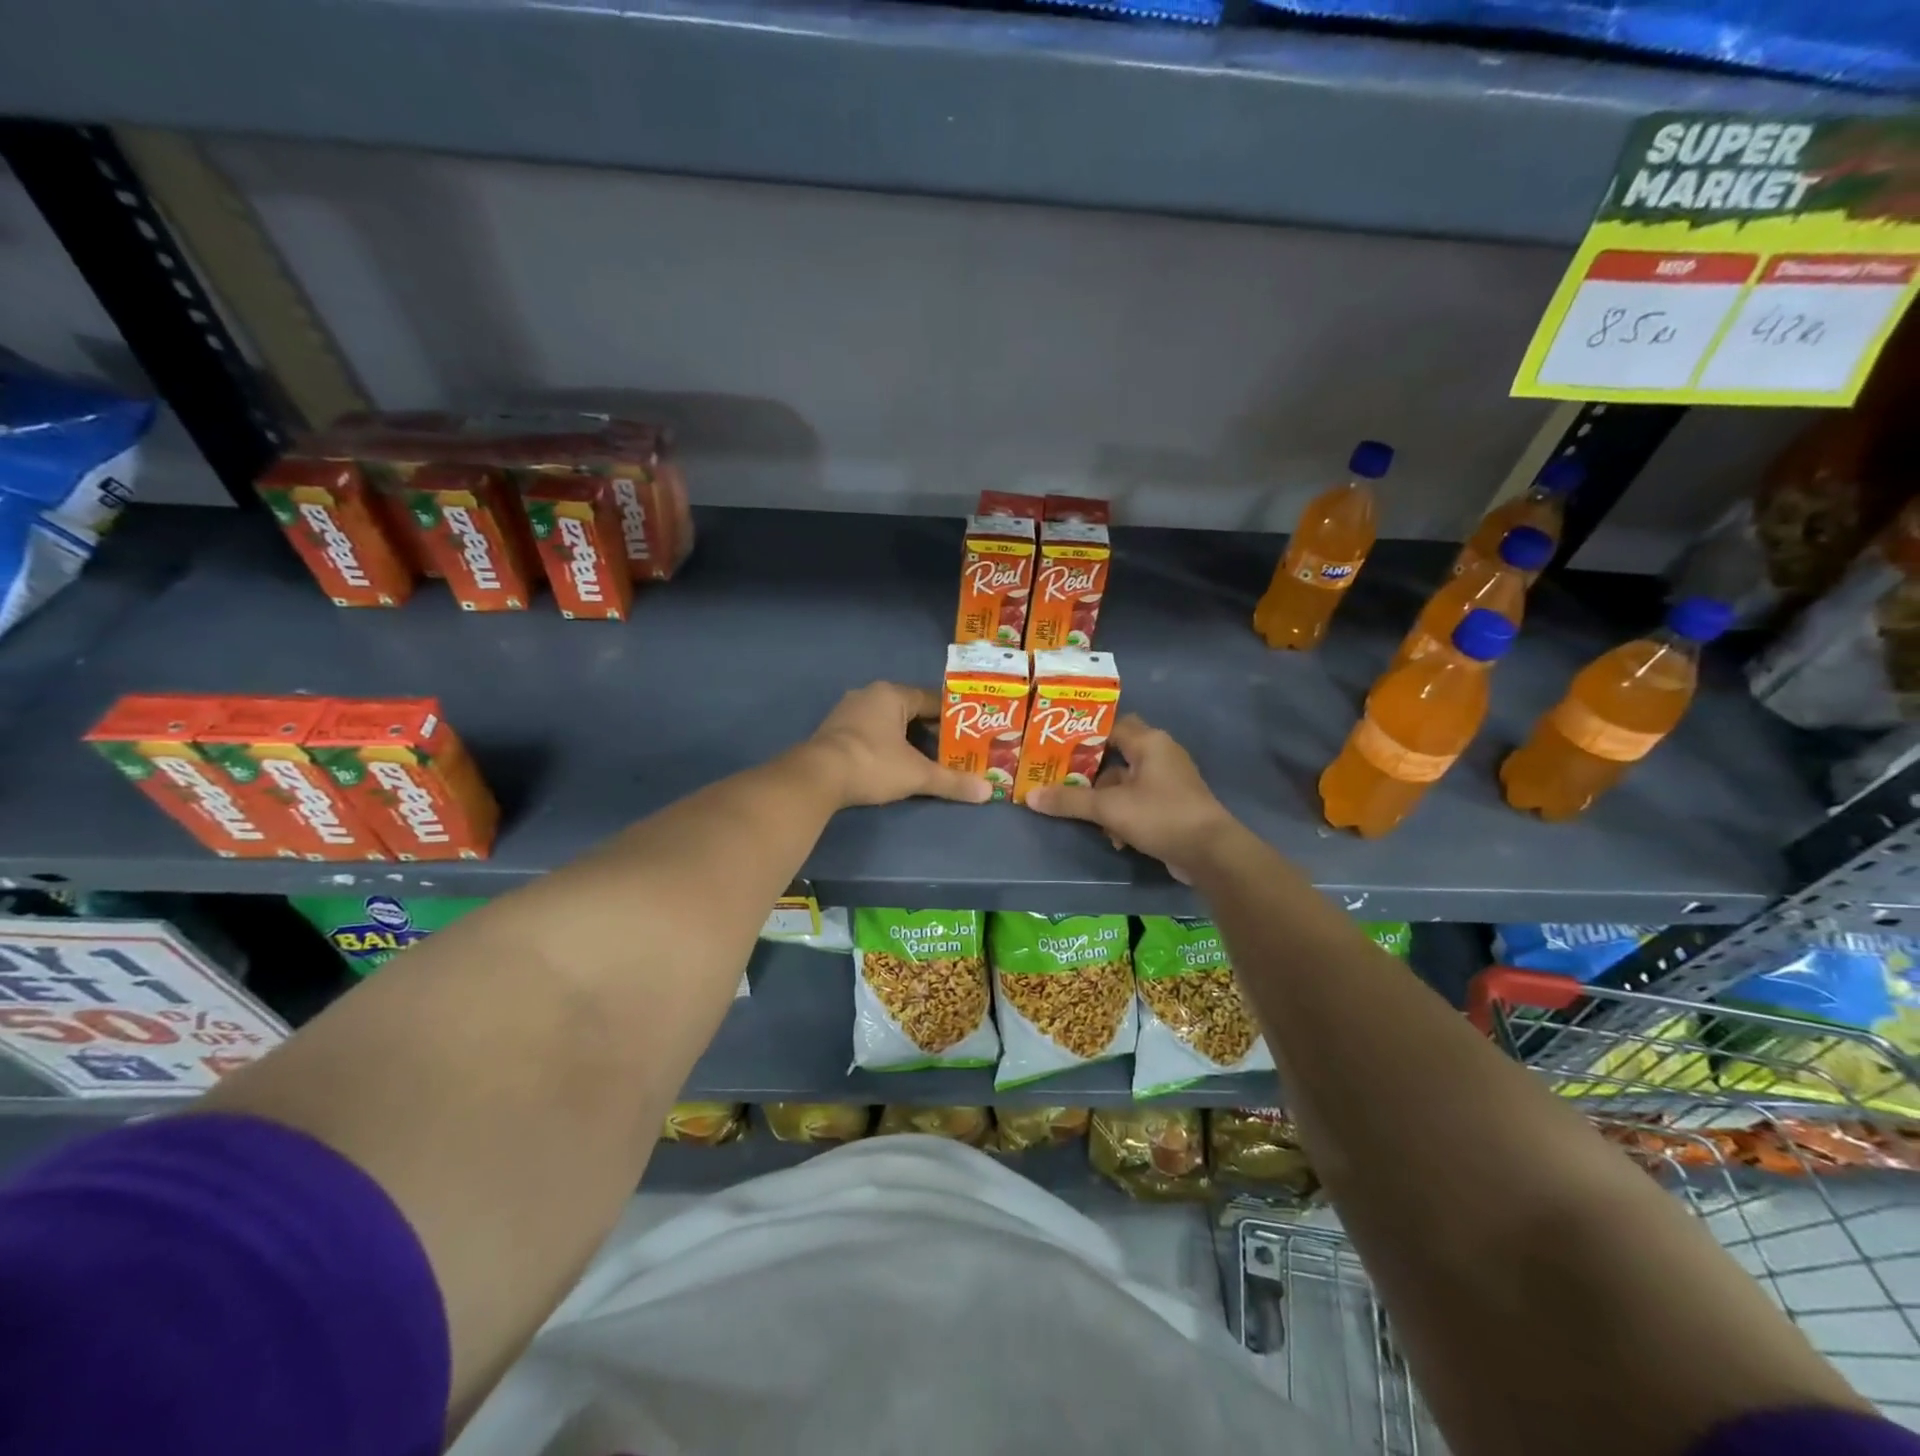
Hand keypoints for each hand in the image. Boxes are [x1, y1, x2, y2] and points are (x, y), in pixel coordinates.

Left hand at [805, 682, 993, 809]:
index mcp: (892, 694)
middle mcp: (868, 695)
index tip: (969, 734)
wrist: (817, 777)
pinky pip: (868, 733)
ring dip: (905, 739)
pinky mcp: (832, 731)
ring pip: (887, 722)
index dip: (953, 718)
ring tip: (926, 760)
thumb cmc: (873, 764)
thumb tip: (987, 792)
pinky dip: (884, 746)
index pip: (932, 700)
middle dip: (930, 731)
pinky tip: (893, 765)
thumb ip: (952, 781)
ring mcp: (847, 712)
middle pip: (909, 711)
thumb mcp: (917, 775)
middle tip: (951, 751)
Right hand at [1026, 715, 1235, 881]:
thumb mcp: (1109, 807)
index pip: (1110, 726)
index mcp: (1149, 742)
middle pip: (1115, 756)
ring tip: (1088, 819)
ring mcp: (1170, 781)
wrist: (1210, 853)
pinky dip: (1124, 816)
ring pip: (1125, 783)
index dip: (1083, 735)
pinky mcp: (1173, 805)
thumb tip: (1030, 796)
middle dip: (1090, 775)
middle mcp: (1161, 754)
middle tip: (1061, 783)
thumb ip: (1070, 800)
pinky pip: (1139, 802)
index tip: (1055, 747)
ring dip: (1106, 802)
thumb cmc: (1160, 815)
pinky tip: (1116, 838)